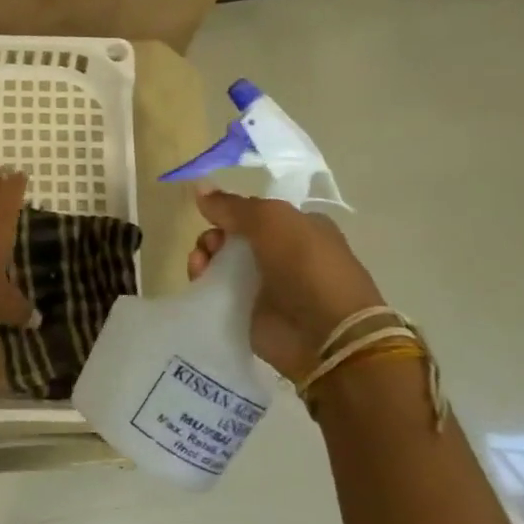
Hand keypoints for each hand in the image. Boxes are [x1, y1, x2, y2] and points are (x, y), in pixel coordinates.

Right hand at [186, 190, 385, 381]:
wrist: (325, 335)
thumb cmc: (306, 265)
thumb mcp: (271, 220)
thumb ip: (232, 205)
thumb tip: (200, 188)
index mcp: (300, 228)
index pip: (256, 214)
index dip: (232, 212)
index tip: (212, 216)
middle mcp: (285, 256)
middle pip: (235, 238)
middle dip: (215, 236)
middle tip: (209, 244)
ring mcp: (269, 287)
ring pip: (224, 265)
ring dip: (206, 258)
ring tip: (198, 263)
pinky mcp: (252, 314)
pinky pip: (219, 294)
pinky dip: (205, 284)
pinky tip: (198, 280)